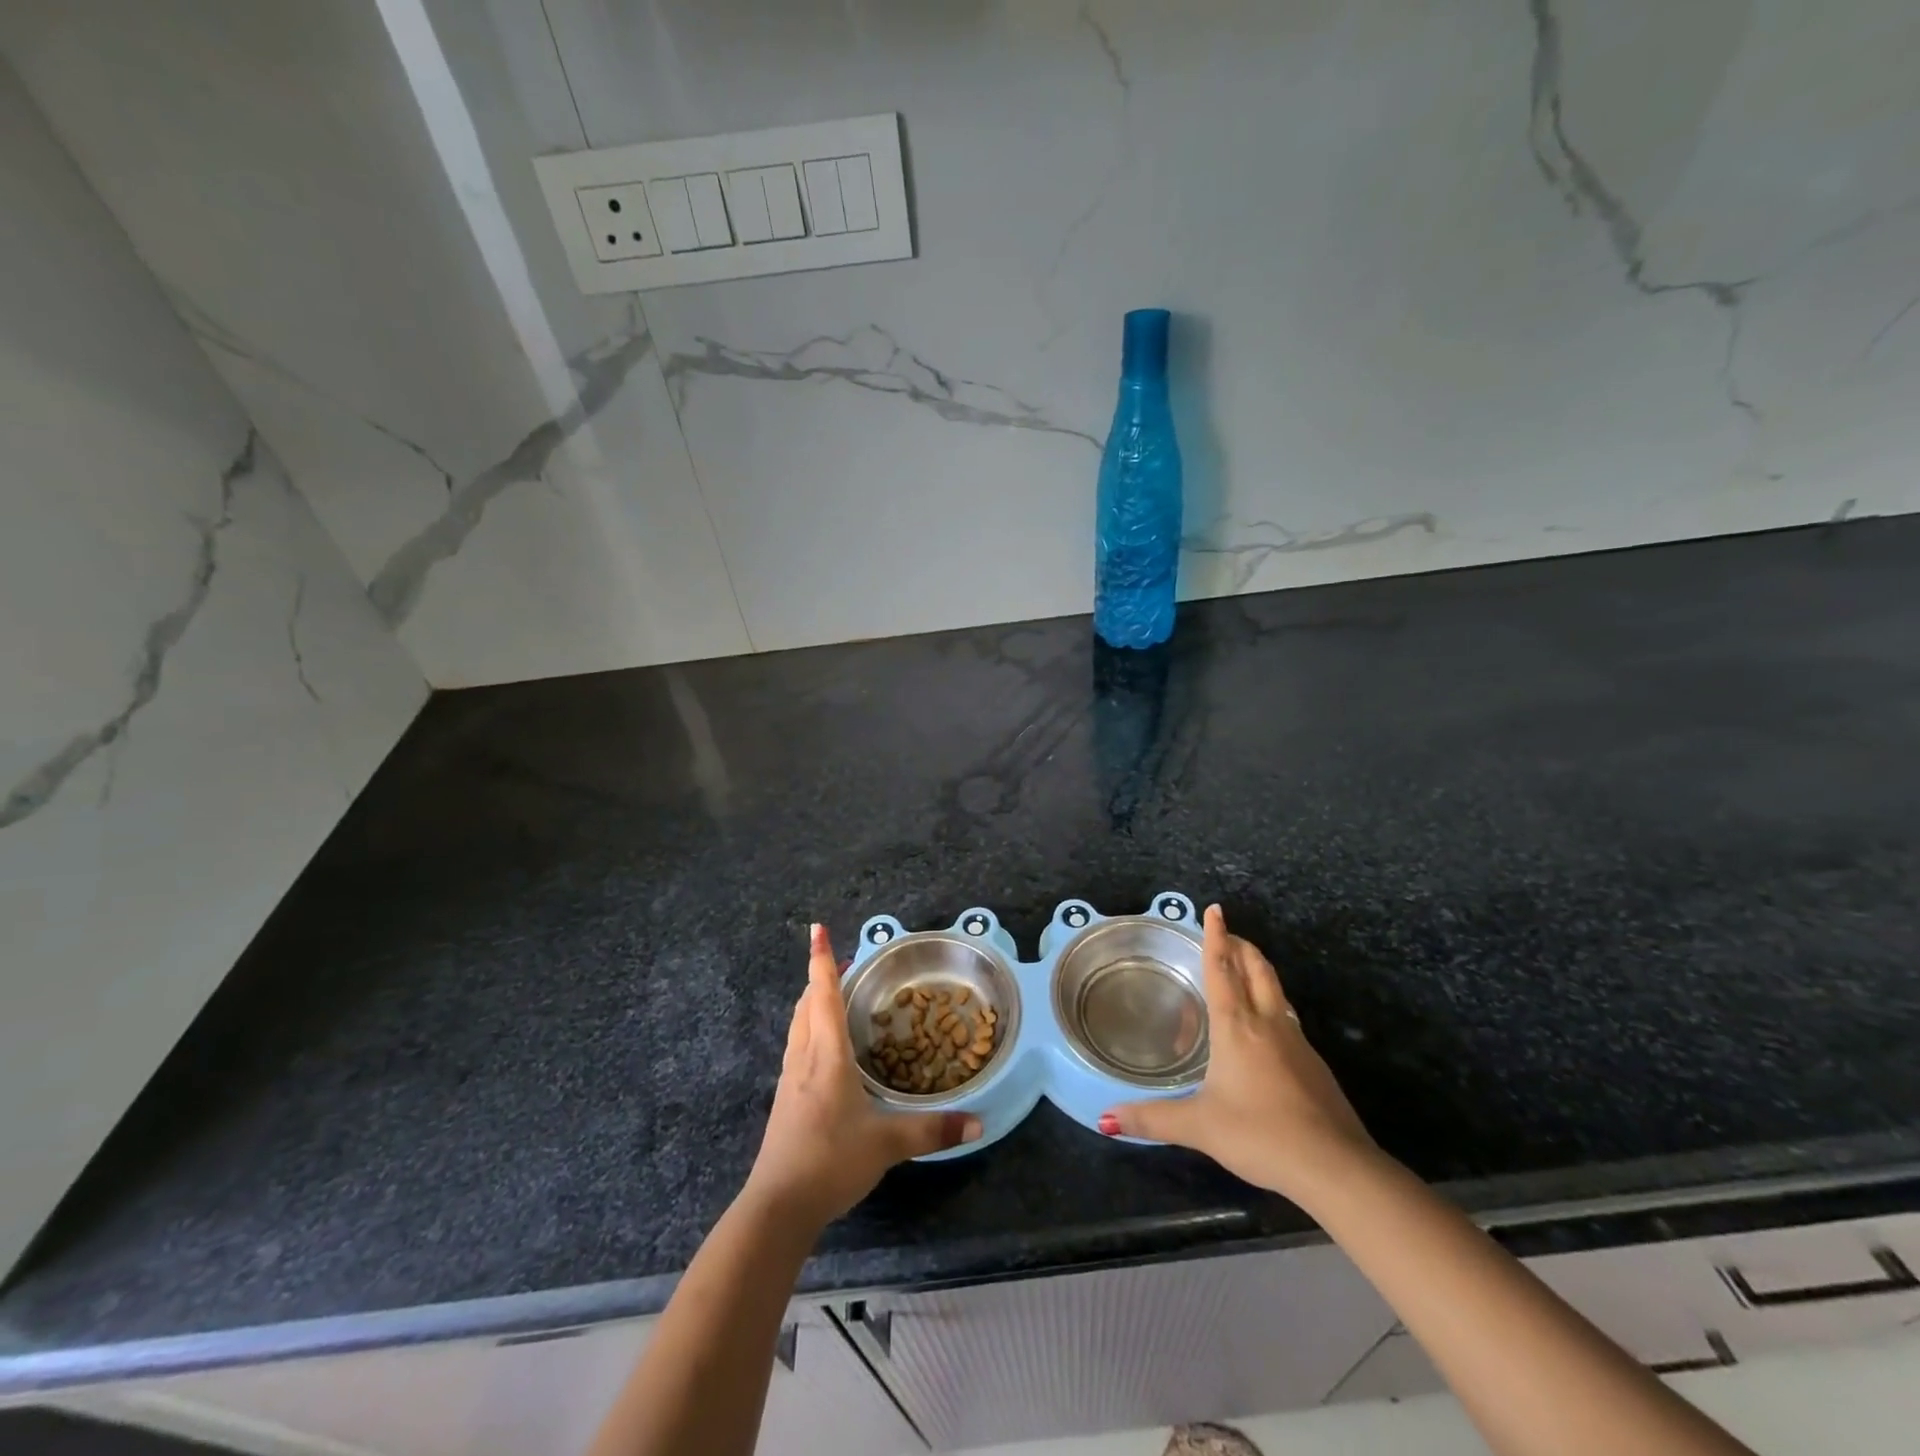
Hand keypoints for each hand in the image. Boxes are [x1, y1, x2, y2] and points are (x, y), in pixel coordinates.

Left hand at [742, 925, 981, 1230]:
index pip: (824, 995)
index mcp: (827, 1055)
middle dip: (821, 978)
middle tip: (842, 963)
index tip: (816, 929)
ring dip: (812, 1003)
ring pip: (799, 1025)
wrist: (778, 1206)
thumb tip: (977, 1123)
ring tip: (833, 996)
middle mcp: (805, 1058)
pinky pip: (798, 1048)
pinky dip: (810, 1030)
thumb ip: (933, 1130)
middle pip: (807, 1004)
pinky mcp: (786, 1100)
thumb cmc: (831, 1160)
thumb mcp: (888, 1144)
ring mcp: (791, 1079)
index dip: (821, 960)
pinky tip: (825, 1049)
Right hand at [1101, 905, 1374, 1199]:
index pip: (1222, 969)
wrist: (1335, 1166)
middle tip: (1227, 934)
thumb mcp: (1199, 1127)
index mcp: (1236, 1027)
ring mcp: (1297, 1042)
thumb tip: (1105, 1119)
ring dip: (1259, 971)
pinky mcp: (1315, 1065)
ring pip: (1277, 991)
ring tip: (1244, 970)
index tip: (1215, 909)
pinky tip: (1266, 1028)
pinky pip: (1288, 1019)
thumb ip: (1151, 1119)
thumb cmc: (1261, 1134)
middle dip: (1242, 946)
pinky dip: (1272, 1005)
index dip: (1216, 937)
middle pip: (1257, 969)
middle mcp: (1267, 1024)